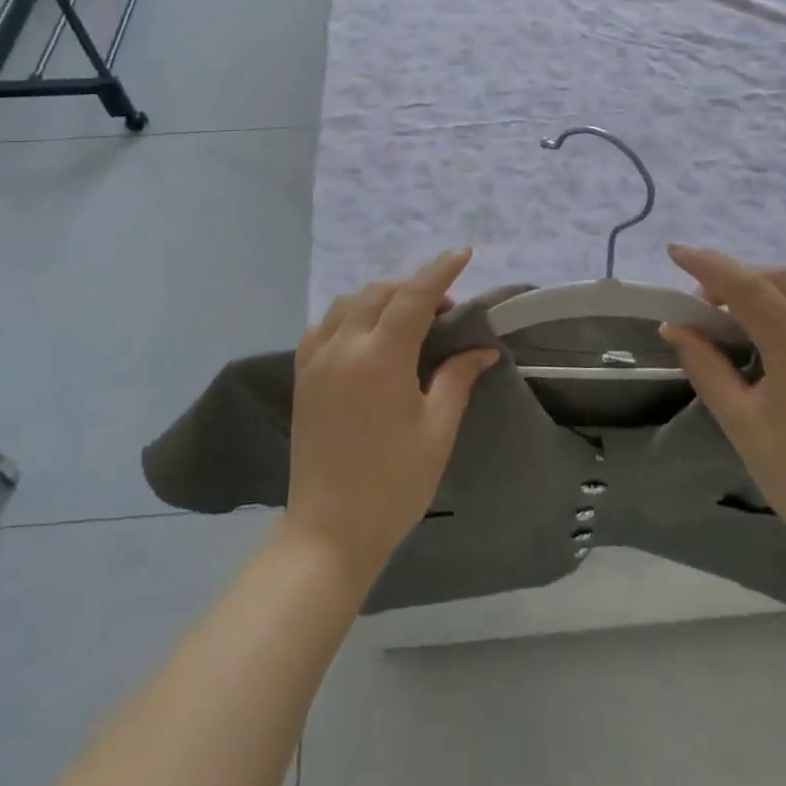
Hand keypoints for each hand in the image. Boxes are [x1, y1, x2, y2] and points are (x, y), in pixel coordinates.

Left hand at [286, 250, 500, 585]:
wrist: (329, 531)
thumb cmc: (393, 484)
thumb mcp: (436, 430)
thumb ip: (457, 379)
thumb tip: (483, 349)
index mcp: (380, 359)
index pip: (414, 296)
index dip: (441, 271)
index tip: (464, 254)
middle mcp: (343, 347)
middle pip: (380, 292)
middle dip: (414, 287)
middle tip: (444, 310)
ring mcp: (316, 360)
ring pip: (349, 302)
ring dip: (381, 297)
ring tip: (408, 317)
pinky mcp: (302, 376)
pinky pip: (325, 324)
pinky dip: (350, 314)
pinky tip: (367, 333)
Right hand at [660, 245, 785, 573]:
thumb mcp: (740, 423)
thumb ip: (705, 367)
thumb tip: (673, 326)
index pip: (751, 290)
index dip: (710, 266)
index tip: (675, 252)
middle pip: (780, 279)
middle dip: (735, 277)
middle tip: (701, 303)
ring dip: (769, 282)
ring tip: (739, 309)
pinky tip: (775, 322)